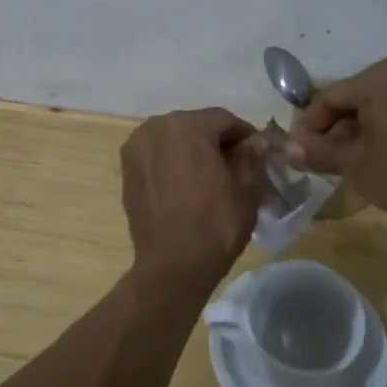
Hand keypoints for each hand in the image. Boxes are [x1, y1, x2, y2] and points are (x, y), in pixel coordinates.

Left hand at [121, 107, 268, 286]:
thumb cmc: (215, 224)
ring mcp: (136, 148)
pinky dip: (174, 164)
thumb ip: (252, 155)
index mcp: (186, 125)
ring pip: (175, 140)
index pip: (225, 120)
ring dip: (195, 152)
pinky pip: (158, 156)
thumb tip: (254, 141)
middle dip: (218, 142)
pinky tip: (189, 186)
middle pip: (197, 127)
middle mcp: (155, 127)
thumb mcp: (247, 188)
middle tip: (239, 167)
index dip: (246, 135)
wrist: (172, 266)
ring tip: (213, 178)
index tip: (260, 154)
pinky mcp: (127, 170)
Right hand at [287, 59, 386, 218]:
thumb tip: (289, 149)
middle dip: (343, 126)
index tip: (302, 151)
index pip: (330, 98)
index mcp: (377, 78)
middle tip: (332, 157)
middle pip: (363, 98)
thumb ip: (319, 152)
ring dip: (380, 119)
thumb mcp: (354, 165)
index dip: (310, 125)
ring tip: (371, 150)